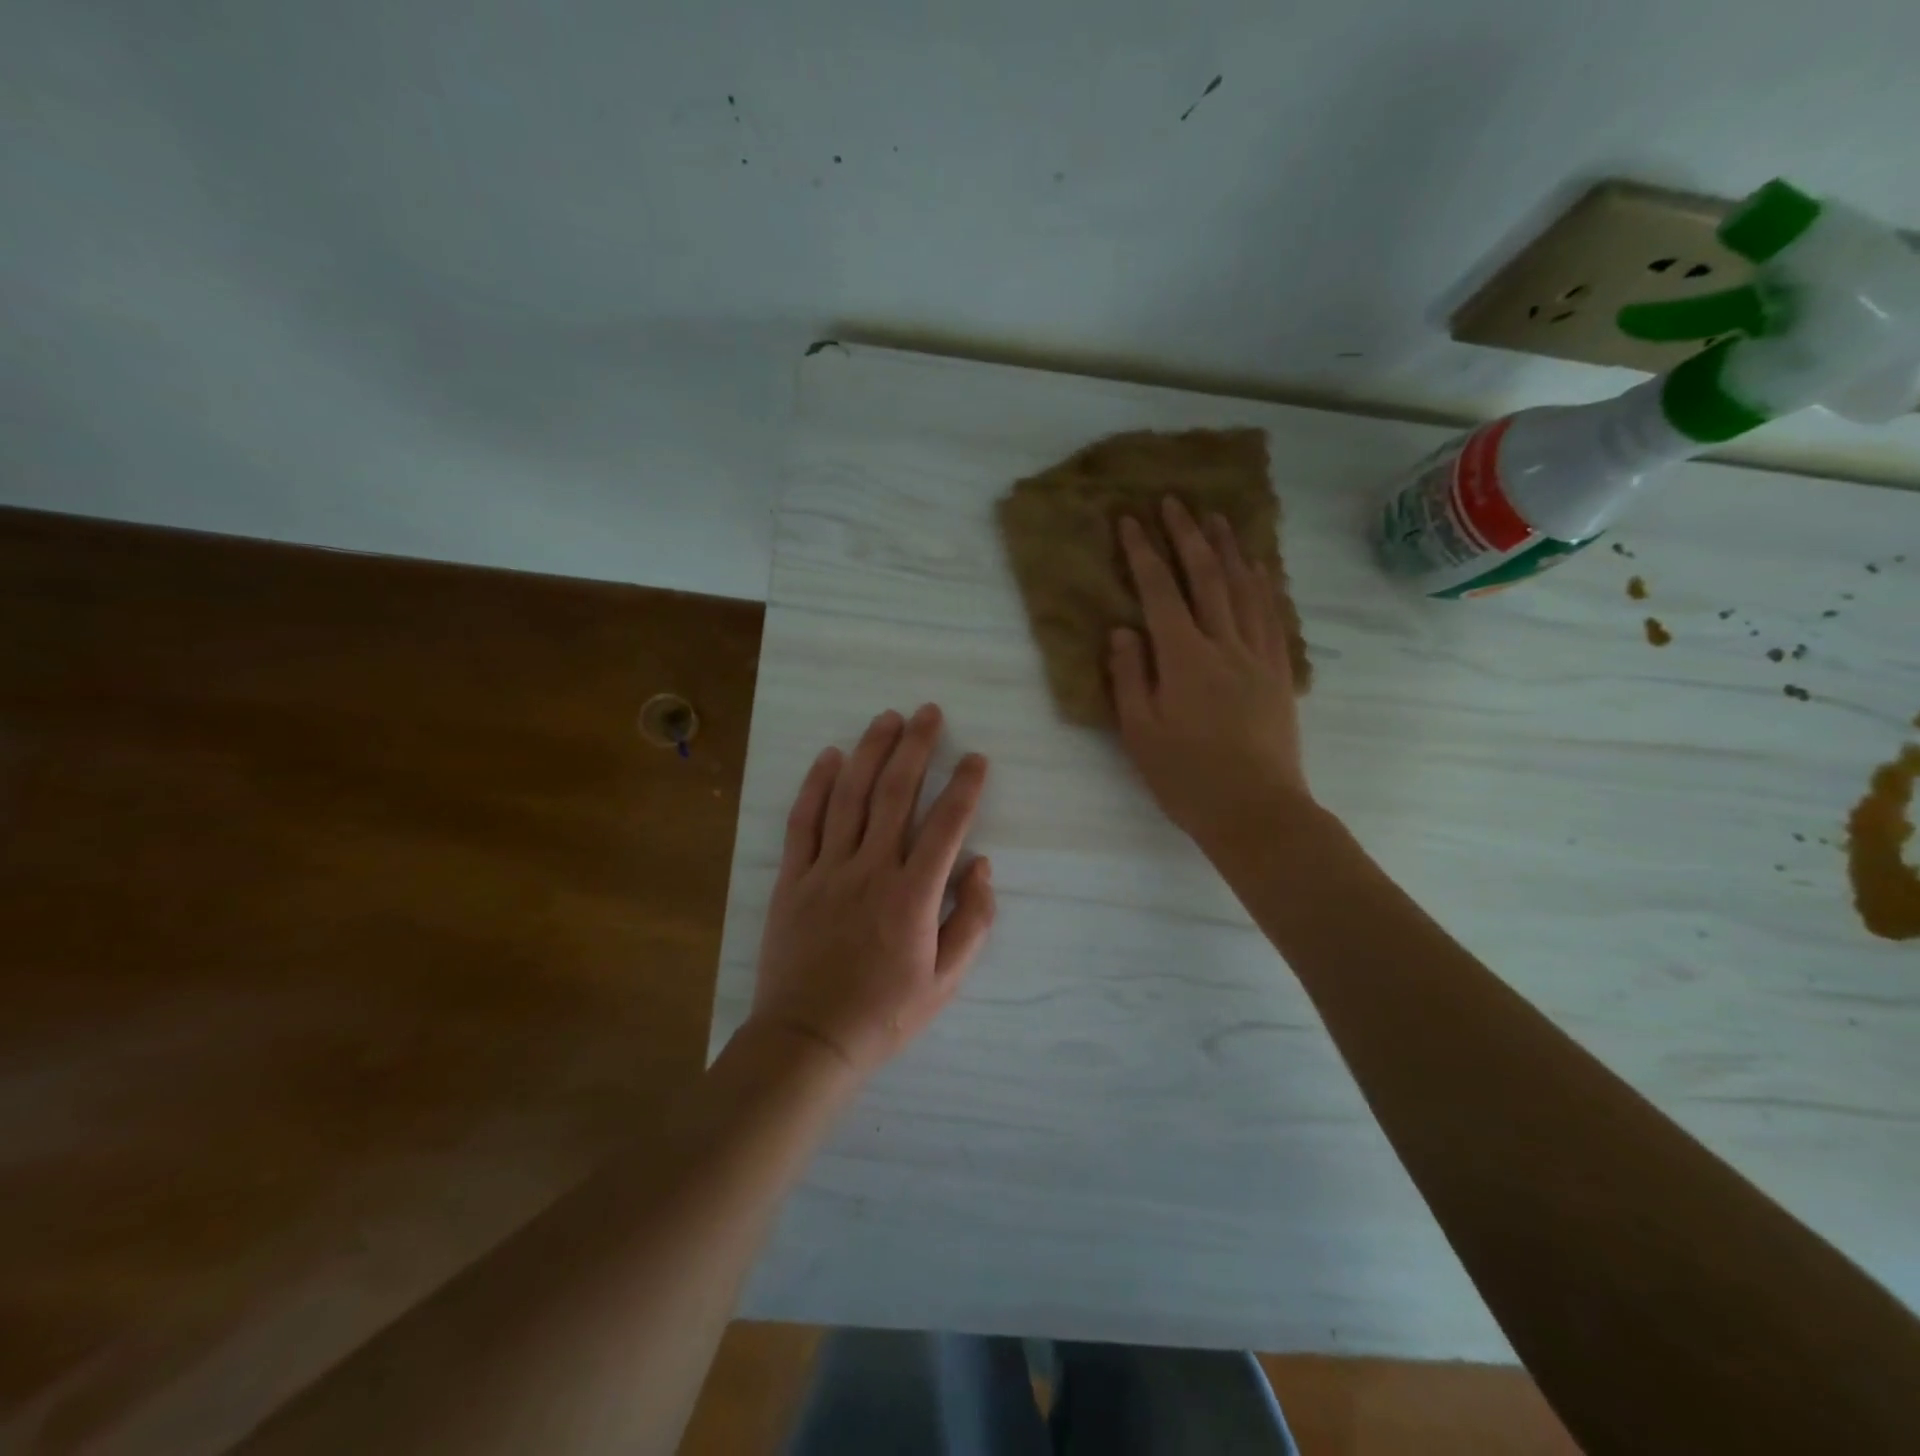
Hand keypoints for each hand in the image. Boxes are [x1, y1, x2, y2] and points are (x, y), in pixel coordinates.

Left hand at [749, 704, 994, 1078]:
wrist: (809, 1039)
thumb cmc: (885, 1013)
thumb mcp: (947, 981)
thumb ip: (972, 921)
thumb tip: (982, 866)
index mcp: (913, 896)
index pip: (946, 825)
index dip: (965, 787)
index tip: (976, 759)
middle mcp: (871, 870)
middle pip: (895, 794)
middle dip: (916, 747)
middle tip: (929, 713)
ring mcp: (827, 870)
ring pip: (850, 796)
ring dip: (870, 752)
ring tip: (888, 719)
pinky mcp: (793, 878)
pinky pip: (804, 821)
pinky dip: (817, 785)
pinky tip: (830, 756)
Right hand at [1110, 497, 1311, 848]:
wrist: (1256, 809)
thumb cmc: (1186, 777)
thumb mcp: (1140, 732)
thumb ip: (1128, 676)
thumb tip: (1122, 630)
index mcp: (1183, 658)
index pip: (1159, 592)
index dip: (1143, 552)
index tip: (1130, 520)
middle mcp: (1223, 644)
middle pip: (1205, 577)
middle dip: (1187, 535)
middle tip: (1174, 501)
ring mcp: (1258, 655)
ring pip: (1244, 588)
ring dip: (1229, 549)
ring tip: (1217, 518)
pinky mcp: (1279, 672)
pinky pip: (1272, 615)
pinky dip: (1263, 584)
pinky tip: (1259, 568)